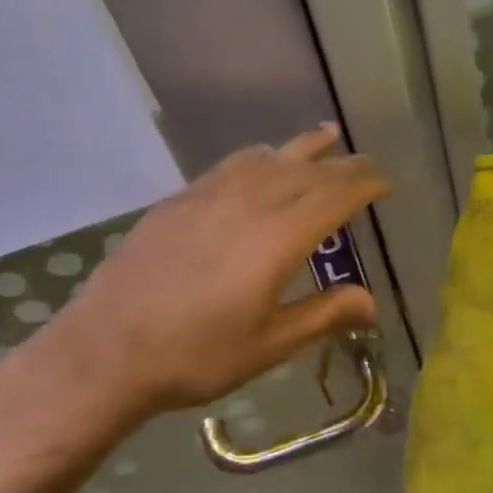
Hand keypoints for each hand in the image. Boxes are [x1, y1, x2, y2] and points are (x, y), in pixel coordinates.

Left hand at [47, 126, 387, 419]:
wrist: (108, 348)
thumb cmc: (197, 355)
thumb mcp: (270, 345)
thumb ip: (323, 315)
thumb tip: (371, 303)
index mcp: (279, 238)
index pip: (335, 195)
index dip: (364, 184)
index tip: (384, 182)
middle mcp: (249, 203)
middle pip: (307, 171)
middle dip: (342, 165)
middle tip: (364, 164)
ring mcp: (209, 195)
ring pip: (268, 158)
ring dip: (302, 148)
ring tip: (325, 138)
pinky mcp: (179, 200)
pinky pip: (231, 165)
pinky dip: (259, 157)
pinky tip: (260, 162)